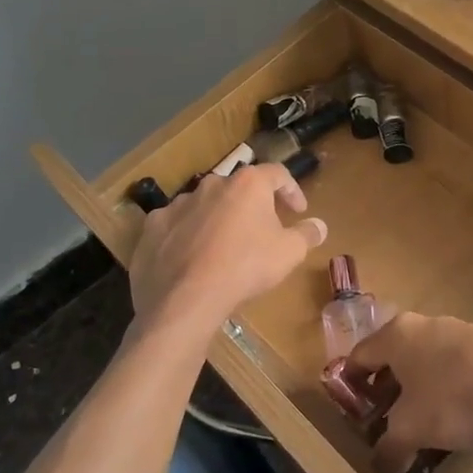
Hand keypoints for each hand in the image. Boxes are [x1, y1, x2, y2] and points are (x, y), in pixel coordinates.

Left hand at [127, 165, 326, 333]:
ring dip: (218, 220)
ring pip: (205, 206)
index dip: (291, 190)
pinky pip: (176, 226)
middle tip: (262, 230)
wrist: (185, 298)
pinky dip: (187, 236)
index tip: (298, 210)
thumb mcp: (289, 253)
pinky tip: (192, 259)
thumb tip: (319, 225)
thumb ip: (306, 235)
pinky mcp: (153, 227)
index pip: (277, 174)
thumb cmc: (246, 267)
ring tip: (224, 248)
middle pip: (238, 189)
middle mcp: (212, 184)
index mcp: (247, 184)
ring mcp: (178, 204)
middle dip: (252, 206)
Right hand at [345, 313, 472, 472]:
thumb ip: (389, 449)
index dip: (350, 384)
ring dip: (419, 386)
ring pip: (427, 358)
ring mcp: (459, 328)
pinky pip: (457, 364)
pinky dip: (449, 384)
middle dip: (386, 388)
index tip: (351, 411)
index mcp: (397, 335)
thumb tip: (377, 472)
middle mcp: (424, 324)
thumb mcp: (414, 430)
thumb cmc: (456, 398)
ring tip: (423, 419)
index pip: (359, 356)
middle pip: (393, 356)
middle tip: (384, 419)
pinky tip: (461, 411)